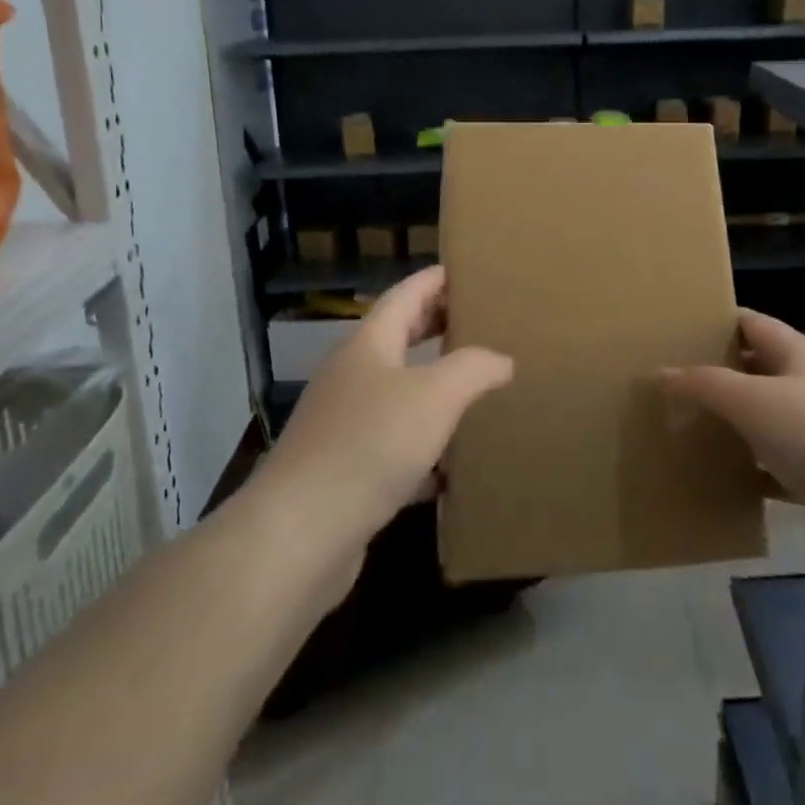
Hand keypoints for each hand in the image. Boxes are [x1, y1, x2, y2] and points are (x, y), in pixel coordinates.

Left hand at [266, 267, 513, 539]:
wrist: (301, 533)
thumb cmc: (371, 444)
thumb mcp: (435, 396)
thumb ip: (474, 368)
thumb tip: (502, 360)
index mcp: (369, 344)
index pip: (407, 294)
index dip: (438, 279)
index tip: (472, 272)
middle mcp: (353, 375)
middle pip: (401, 338)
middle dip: (439, 327)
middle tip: (483, 323)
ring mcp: (345, 423)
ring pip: (398, 392)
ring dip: (434, 387)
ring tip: (477, 387)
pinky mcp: (347, 470)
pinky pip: (394, 444)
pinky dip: (425, 446)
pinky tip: (453, 464)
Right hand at [661, 310, 804, 534]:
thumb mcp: (752, 401)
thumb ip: (704, 384)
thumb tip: (661, 374)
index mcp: (803, 355)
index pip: (753, 324)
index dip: (716, 324)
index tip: (676, 332)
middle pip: (759, 370)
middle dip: (719, 375)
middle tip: (672, 384)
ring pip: (769, 419)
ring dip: (735, 424)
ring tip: (688, 428)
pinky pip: (780, 466)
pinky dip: (754, 469)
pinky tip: (724, 478)